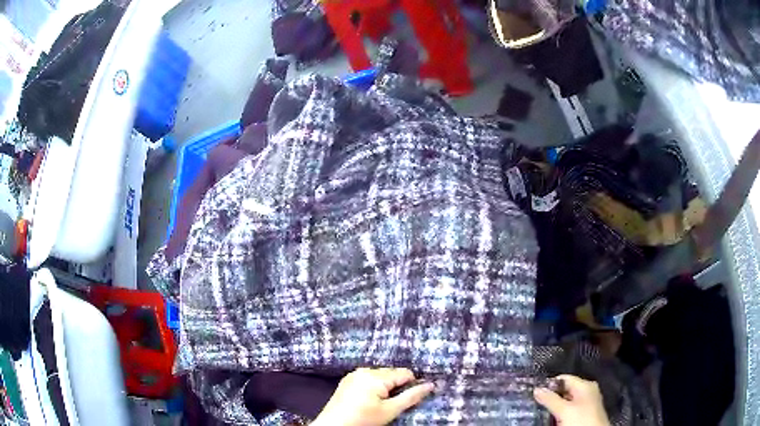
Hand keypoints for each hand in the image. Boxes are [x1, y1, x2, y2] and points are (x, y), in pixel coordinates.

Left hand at [311, 367, 434, 425]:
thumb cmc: (363, 420)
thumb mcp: (390, 411)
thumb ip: (411, 396)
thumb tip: (431, 385)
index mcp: (375, 376)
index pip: (404, 373)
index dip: (411, 385)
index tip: (409, 399)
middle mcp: (364, 370)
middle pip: (392, 373)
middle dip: (397, 386)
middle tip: (393, 404)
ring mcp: (354, 374)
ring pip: (380, 376)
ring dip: (386, 387)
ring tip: (380, 404)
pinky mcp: (347, 380)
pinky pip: (368, 378)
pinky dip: (374, 387)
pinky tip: (370, 401)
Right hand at [533, 375, 609, 425]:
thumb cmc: (581, 419)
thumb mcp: (564, 410)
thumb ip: (550, 399)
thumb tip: (537, 389)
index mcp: (585, 385)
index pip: (565, 378)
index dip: (550, 383)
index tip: (536, 390)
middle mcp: (588, 391)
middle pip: (566, 390)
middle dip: (552, 396)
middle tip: (537, 401)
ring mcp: (587, 402)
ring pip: (567, 401)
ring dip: (555, 405)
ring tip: (542, 410)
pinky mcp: (585, 413)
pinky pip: (570, 409)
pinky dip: (561, 412)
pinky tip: (554, 417)